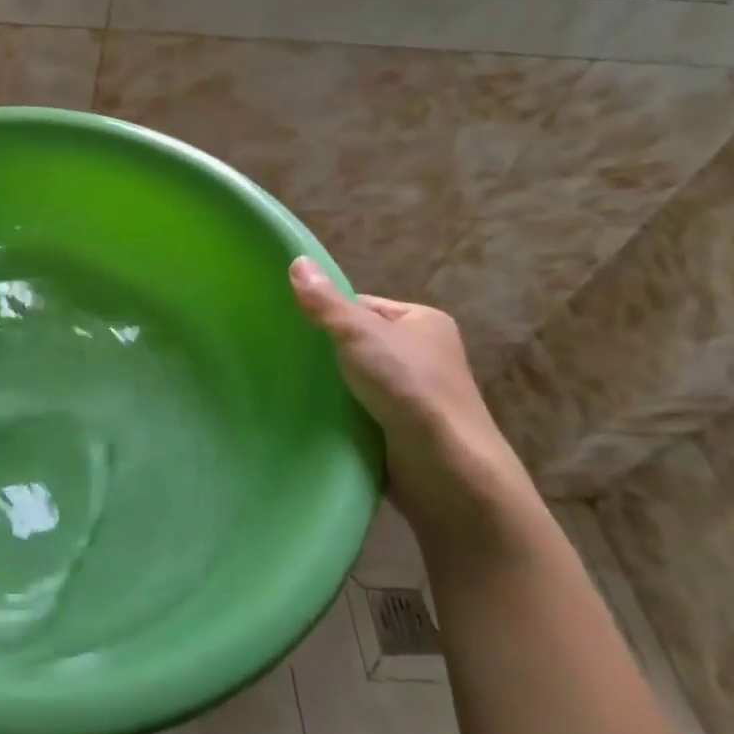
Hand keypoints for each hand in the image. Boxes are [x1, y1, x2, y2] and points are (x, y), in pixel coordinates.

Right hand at [289, 257, 536, 542]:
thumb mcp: (359, 334)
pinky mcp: (402, 429)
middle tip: (285, 356)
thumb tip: (296, 260)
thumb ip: (325, 302)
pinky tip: (312, 413)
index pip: (362, 306)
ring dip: (330, 384)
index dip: (327, 313)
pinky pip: (360, 409)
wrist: (448, 473)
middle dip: (325, 351)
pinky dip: (339, 411)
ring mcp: (415, 395)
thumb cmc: (409, 389)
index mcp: (423, 322)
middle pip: (357, 342)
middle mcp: (424, 355)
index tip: (292, 326)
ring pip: (356, 378)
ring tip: (290, 384)